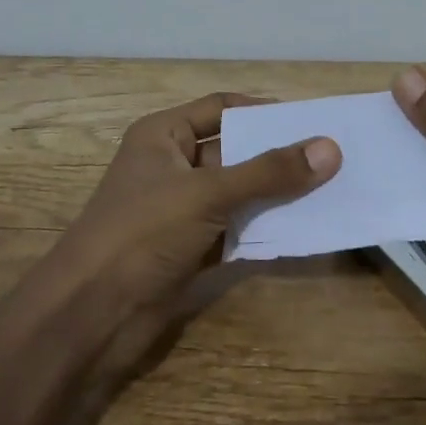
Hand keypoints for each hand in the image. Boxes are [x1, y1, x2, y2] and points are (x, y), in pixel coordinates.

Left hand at [61, 92, 341, 345]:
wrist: (91, 316)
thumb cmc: (142, 233)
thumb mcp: (207, 193)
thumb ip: (269, 172)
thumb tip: (331, 148)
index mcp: (163, 136)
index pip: (222, 108)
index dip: (264, 112)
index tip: (312, 121)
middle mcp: (173, 166)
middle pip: (236, 151)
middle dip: (279, 156)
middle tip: (334, 158)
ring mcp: (182, 211)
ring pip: (240, 193)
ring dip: (278, 195)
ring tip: (332, 191)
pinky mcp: (191, 249)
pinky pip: (237, 230)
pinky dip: (265, 229)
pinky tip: (306, 229)